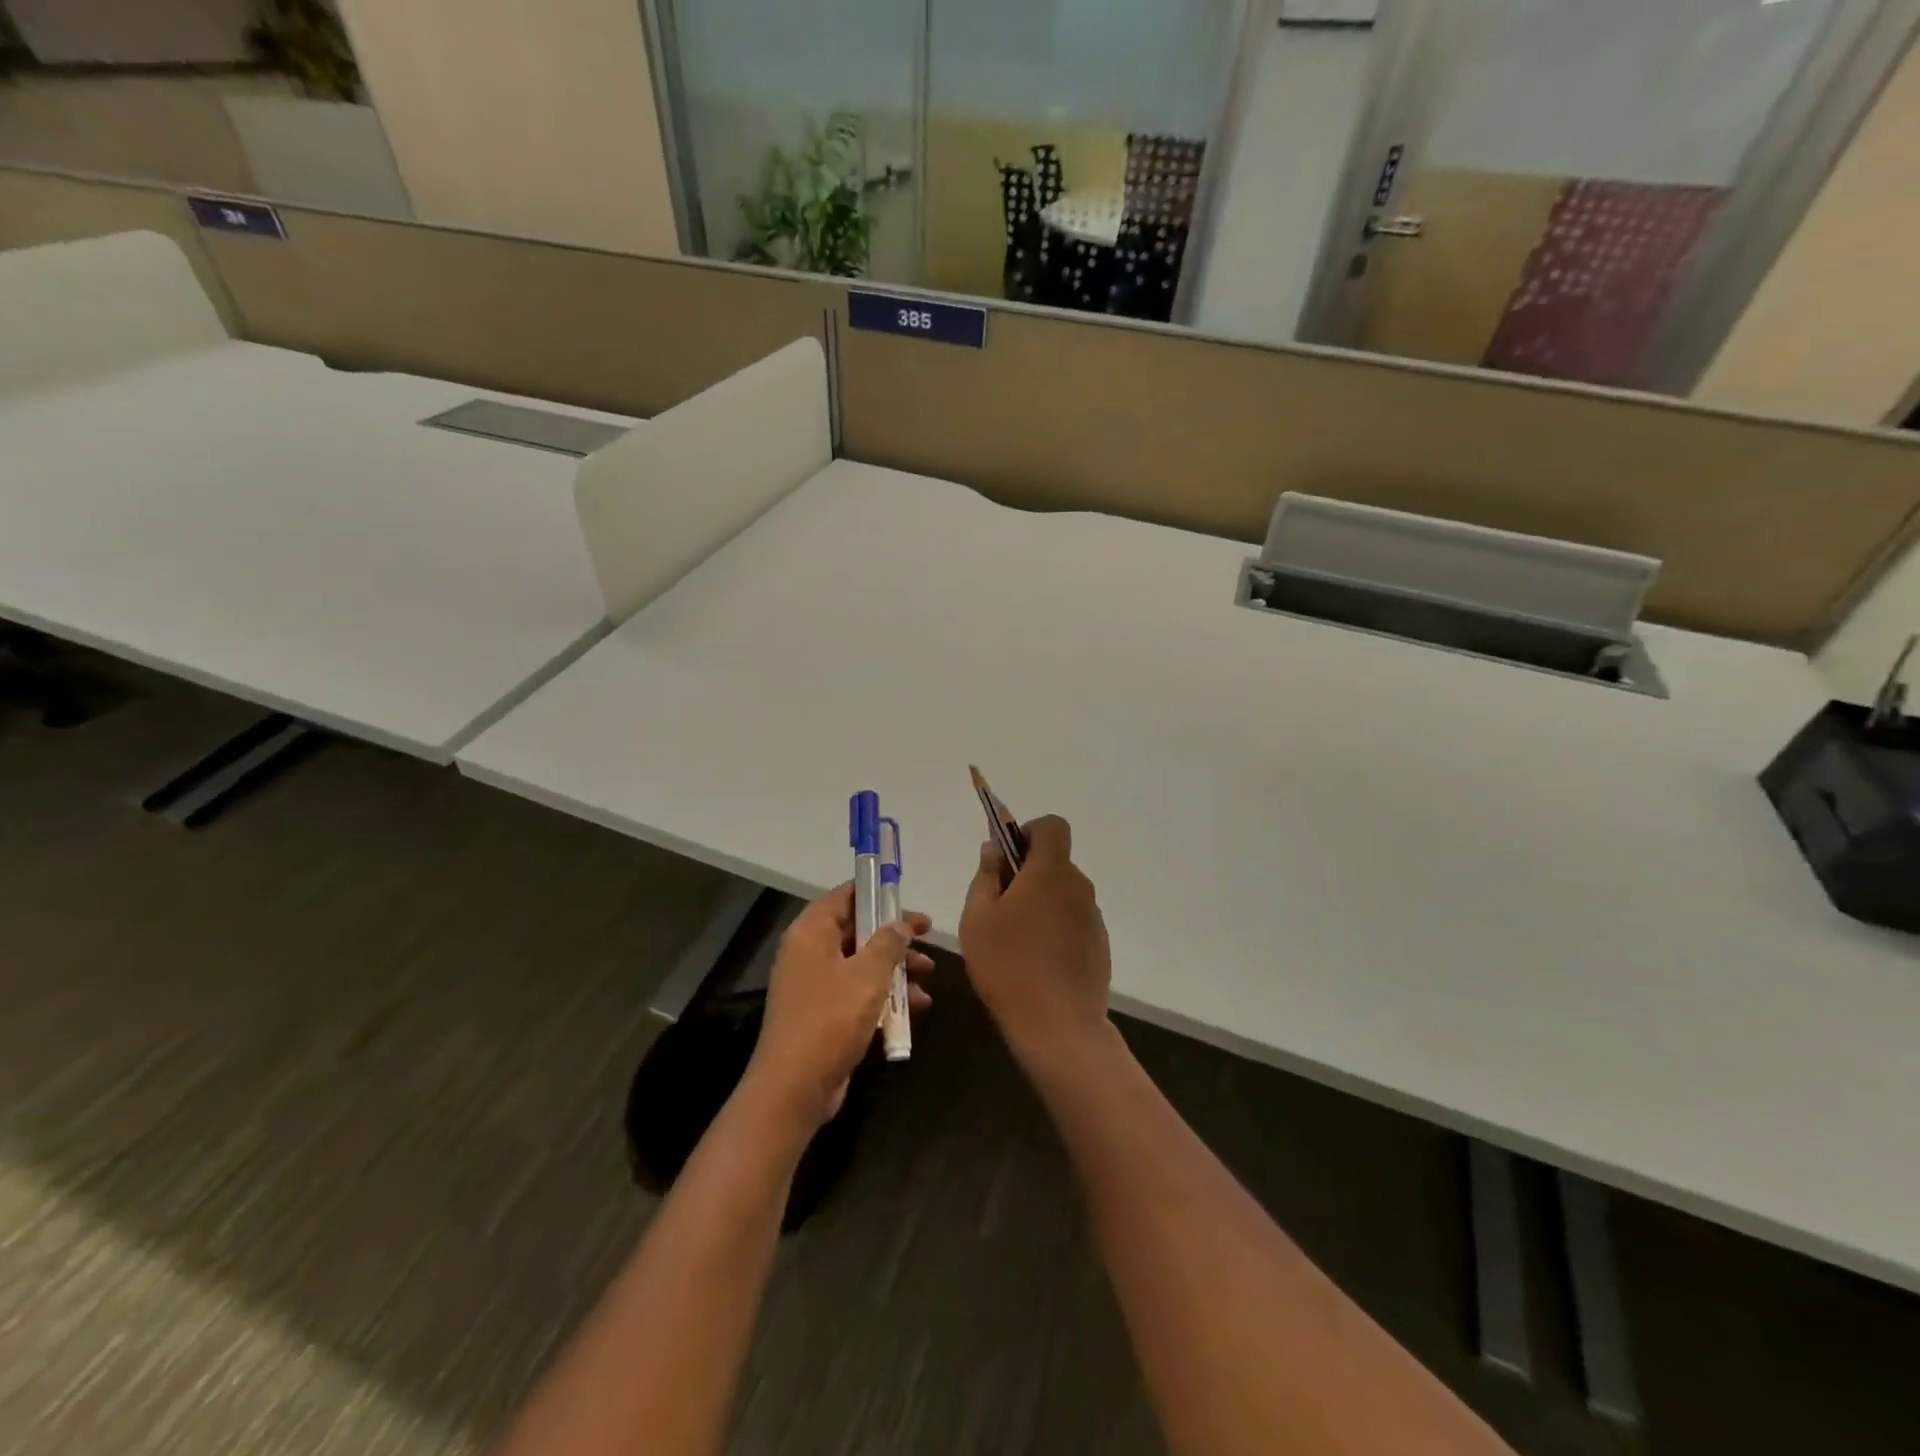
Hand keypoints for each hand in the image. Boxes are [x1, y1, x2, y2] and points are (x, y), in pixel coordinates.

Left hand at [745, 883, 932, 1128]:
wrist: (794, 1087)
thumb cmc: (831, 1018)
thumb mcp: (868, 974)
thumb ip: (888, 943)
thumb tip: (900, 924)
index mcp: (811, 933)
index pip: (844, 896)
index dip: (875, 892)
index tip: (905, 894)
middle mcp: (809, 952)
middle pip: (856, 930)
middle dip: (894, 935)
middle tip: (928, 936)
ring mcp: (814, 985)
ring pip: (861, 963)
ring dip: (895, 967)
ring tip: (929, 975)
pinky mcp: (822, 1014)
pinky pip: (857, 992)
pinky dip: (884, 994)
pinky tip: (915, 1007)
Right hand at [959, 815, 1111, 1063]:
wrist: (1058, 1025)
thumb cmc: (1008, 964)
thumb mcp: (977, 917)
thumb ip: (986, 876)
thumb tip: (994, 849)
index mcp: (1050, 871)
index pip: (1052, 826)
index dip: (1029, 832)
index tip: (1007, 860)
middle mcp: (1078, 886)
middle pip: (1056, 862)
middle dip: (1029, 873)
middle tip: (999, 907)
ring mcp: (1093, 917)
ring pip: (1064, 894)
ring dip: (1042, 903)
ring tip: (1015, 940)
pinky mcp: (1099, 945)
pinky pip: (1073, 921)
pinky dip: (1056, 928)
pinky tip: (1036, 962)